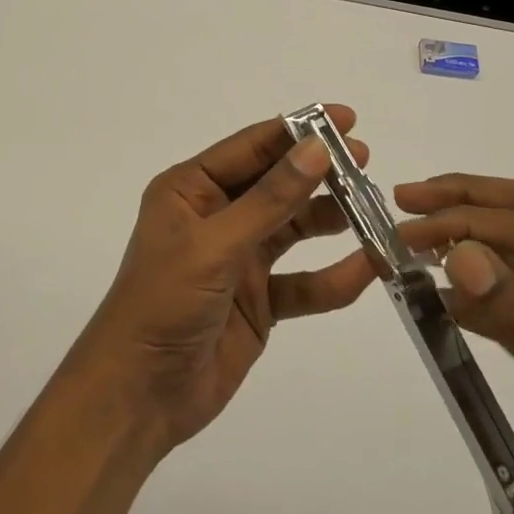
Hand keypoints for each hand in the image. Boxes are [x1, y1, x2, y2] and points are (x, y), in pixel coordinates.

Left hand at [69, 109, 377, 458]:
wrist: (138, 396)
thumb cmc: (164, 303)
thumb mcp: (216, 245)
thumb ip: (270, 200)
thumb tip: (317, 148)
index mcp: (192, 190)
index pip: (252, 147)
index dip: (298, 130)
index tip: (346, 118)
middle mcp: (216, 216)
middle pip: (277, 184)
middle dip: (320, 172)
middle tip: (366, 161)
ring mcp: (238, 259)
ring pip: (293, 229)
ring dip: (331, 219)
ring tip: (374, 209)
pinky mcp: (257, 301)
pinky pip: (302, 282)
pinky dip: (333, 277)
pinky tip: (369, 268)